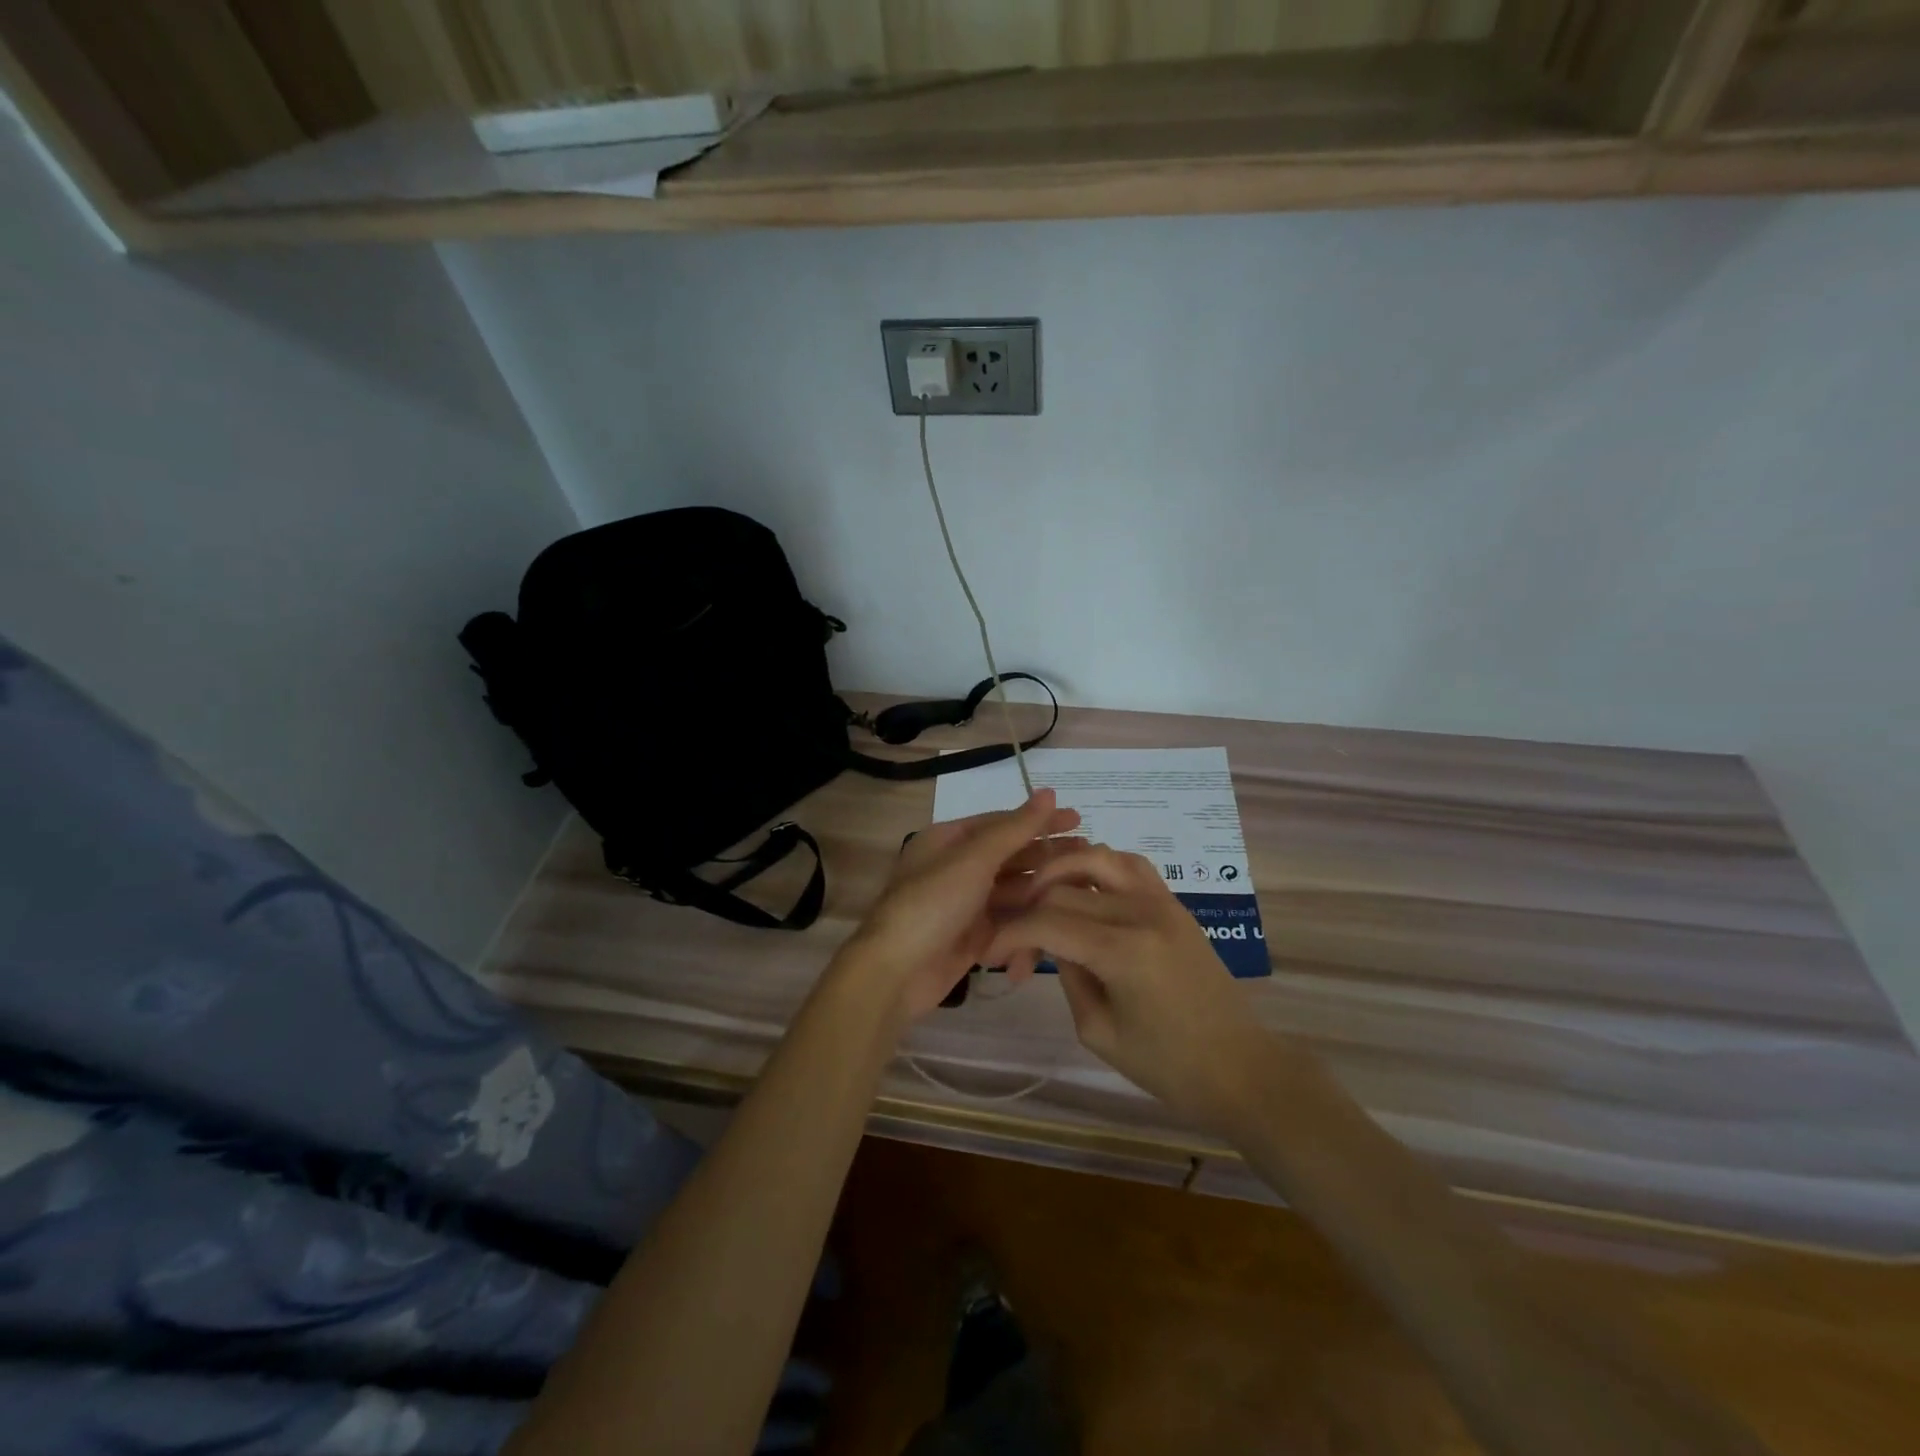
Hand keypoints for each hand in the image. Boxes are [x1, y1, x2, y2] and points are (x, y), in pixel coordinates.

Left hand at [836, 789, 1082, 1022]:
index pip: (1001, 823)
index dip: (1039, 821)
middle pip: (1009, 856)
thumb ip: (1014, 829)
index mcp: (948, 840)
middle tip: (1088, 855)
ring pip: (1012, 890)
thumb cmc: (932, 904)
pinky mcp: (973, 937)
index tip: (1078, 820)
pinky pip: (1007, 922)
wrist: (896, 972)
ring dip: (1041, 889)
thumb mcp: (974, 859)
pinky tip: (1054, 920)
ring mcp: (965, 904)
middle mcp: (956, 867)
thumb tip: (1048, 792)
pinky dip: (1027, 922)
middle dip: (1046, 856)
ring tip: (1080, 888)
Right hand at [983, 844, 1268, 1128]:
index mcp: (1122, 951)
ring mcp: (1162, 901)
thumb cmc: (1167, 1065)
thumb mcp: (1098, 1030)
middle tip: (1017, 949)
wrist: (1240, 1067)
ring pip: (1097, 857)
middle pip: (1063, 888)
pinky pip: (1131, 864)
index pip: (1047, 921)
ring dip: (1061, 870)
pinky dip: (1100, 865)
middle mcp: (1141, 912)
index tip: (989, 952)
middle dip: (1029, 913)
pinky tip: (1084, 886)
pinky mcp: (1174, 904)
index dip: (1010, 933)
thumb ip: (1068, 976)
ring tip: (1040, 896)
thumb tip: (1052, 942)